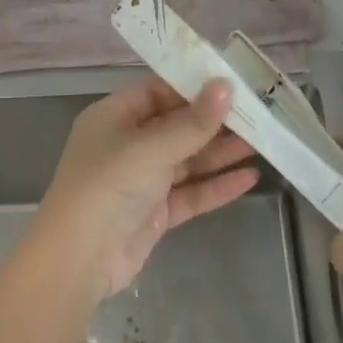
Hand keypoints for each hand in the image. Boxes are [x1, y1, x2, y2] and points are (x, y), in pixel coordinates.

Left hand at [33, 79, 259, 298]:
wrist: (80, 257)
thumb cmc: (109, 185)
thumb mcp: (151, 147)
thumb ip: (192, 121)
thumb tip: (225, 86)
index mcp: (113, 117)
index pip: (157, 92)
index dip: (192, 88)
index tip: (232, 84)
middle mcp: (126, 144)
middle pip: (175, 126)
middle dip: (213, 122)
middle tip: (257, 115)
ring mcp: (140, 180)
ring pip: (186, 160)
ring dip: (220, 153)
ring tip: (262, 144)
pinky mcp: (154, 212)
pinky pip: (190, 193)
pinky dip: (216, 186)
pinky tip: (249, 178)